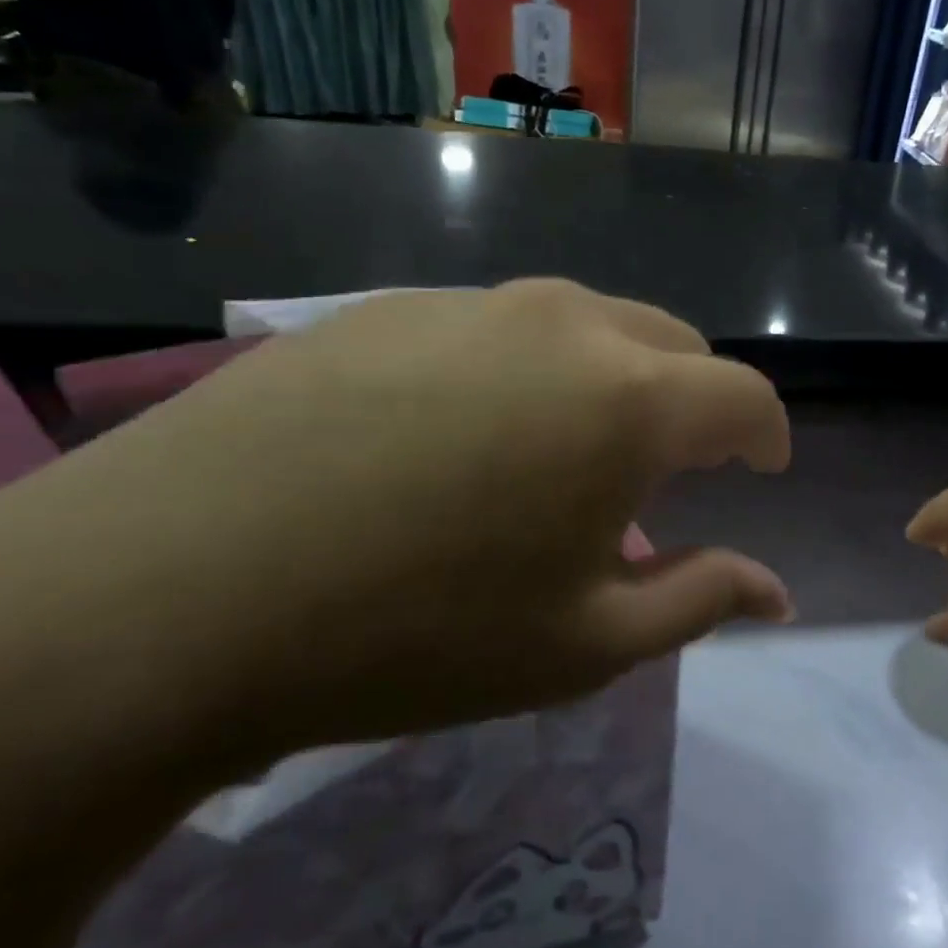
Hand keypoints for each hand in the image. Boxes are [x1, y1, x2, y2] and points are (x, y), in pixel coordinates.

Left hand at [0, 282, 791, 757]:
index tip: (762, 470)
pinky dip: (523, 369)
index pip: (745, 397)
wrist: (168, 592)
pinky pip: (497, 327)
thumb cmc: (416, 634)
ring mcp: (472, 303)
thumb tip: (778, 592)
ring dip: (607, 379)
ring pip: (586, 325)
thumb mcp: (583, 644)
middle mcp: (565, 324)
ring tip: (561, 451)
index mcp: (629, 400)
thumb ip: (699, 601)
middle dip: (692, 402)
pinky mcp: (389, 306)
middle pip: (673, 345)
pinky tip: (460, 433)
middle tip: (661, 471)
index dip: (766, 436)